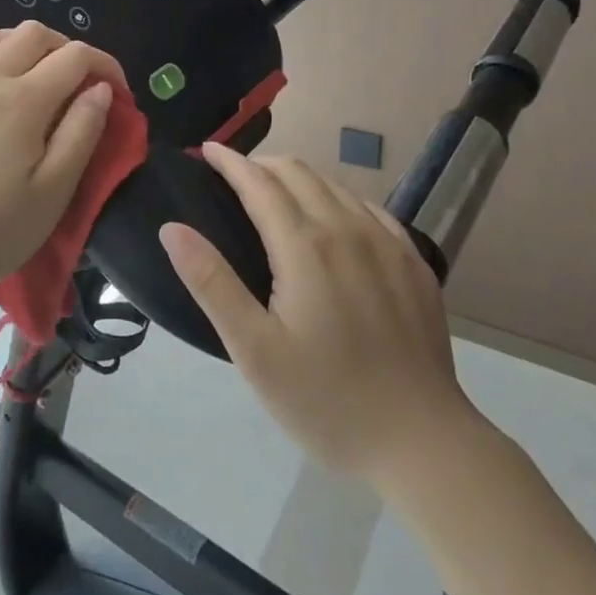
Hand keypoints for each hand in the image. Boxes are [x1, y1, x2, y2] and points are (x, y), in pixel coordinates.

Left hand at [0, 22, 123, 305]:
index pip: (75, 56)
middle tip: (81, 84)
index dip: (105, 65)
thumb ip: (82, 132)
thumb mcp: (53, 192)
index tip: (117, 93)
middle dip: (69, 49)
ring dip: (27, 43)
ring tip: (41, 73)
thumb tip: (100, 89)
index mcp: (23, 101)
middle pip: (35, 33)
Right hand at [160, 144, 475, 480]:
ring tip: (275, 194)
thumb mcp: (254, 350)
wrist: (423, 444)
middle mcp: (348, 229)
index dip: (230, 161)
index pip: (259, 182)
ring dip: (298, 178)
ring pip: (335, 186)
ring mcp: (388, 243)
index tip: (206, 150)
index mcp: (305, 246)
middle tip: (233, 176)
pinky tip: (333, 220)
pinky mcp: (414, 262)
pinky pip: (369, 208)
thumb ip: (211, 283)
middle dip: (261, 164)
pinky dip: (338, 199)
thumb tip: (172, 228)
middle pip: (298, 173)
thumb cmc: (326, 400)